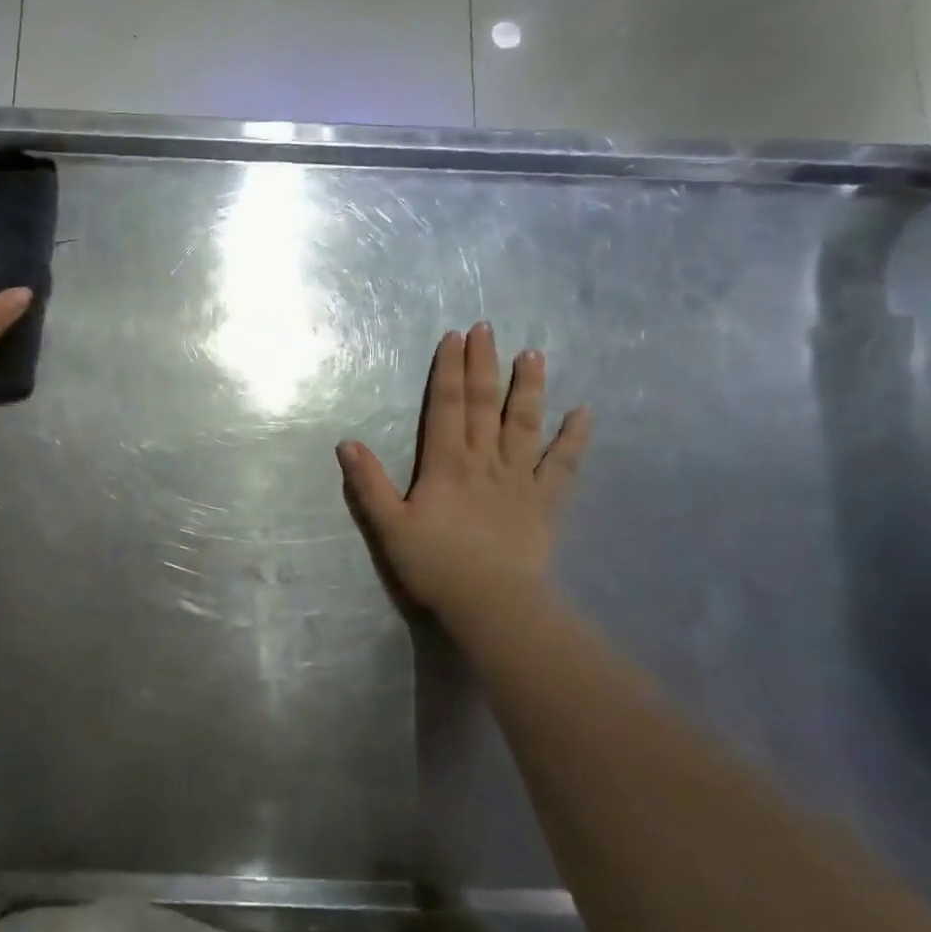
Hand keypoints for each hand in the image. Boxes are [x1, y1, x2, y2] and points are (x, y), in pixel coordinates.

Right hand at [337, 323, 590, 620]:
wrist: (492, 604)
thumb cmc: (435, 565)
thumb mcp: (389, 526)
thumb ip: (369, 484)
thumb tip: (347, 443)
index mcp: (446, 463)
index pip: (446, 406)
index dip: (449, 370)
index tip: (454, 337)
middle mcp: (484, 461)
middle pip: (484, 404)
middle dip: (483, 364)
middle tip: (488, 328)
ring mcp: (519, 479)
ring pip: (525, 424)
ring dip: (528, 388)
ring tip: (533, 355)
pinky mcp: (545, 502)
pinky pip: (562, 464)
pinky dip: (573, 438)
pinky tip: (583, 413)